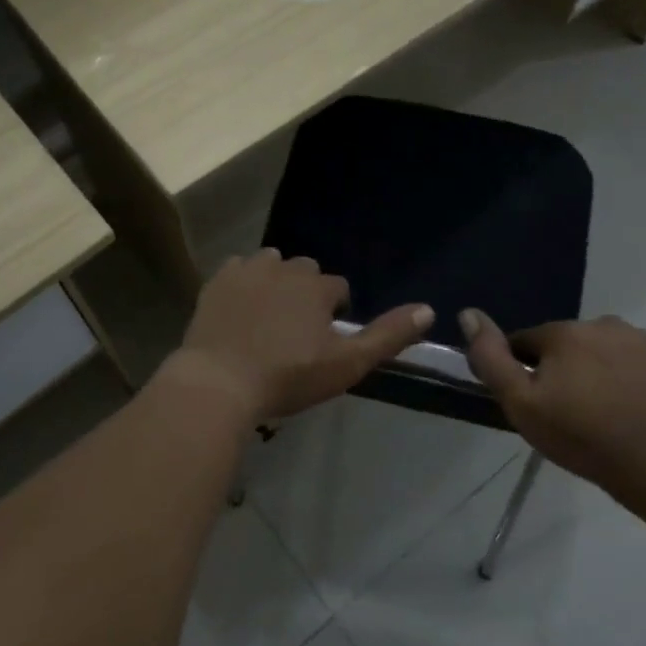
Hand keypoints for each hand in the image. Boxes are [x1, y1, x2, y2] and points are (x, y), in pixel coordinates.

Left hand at [165, 250, 433, 425]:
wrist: (219, 381)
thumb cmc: (287, 376)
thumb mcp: (346, 364)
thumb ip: (388, 336)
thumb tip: (428, 310)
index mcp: (317, 286)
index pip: (339, 288)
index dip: (335, 312)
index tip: (324, 339)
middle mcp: (284, 267)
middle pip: (305, 271)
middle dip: (306, 293)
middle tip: (296, 331)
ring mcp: (247, 270)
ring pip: (271, 264)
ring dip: (276, 282)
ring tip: (268, 317)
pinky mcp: (217, 280)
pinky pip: (238, 269)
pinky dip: (243, 282)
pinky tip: (239, 309)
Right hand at [459, 310, 645, 494]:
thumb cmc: (583, 436)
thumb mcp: (521, 404)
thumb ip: (491, 358)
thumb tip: (468, 313)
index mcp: (563, 332)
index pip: (525, 342)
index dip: (522, 371)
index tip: (532, 403)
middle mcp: (602, 324)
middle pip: (564, 345)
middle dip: (559, 370)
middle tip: (565, 412)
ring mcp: (641, 340)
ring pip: (599, 350)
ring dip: (593, 370)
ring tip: (599, 412)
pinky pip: (632, 361)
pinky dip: (625, 377)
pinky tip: (628, 408)